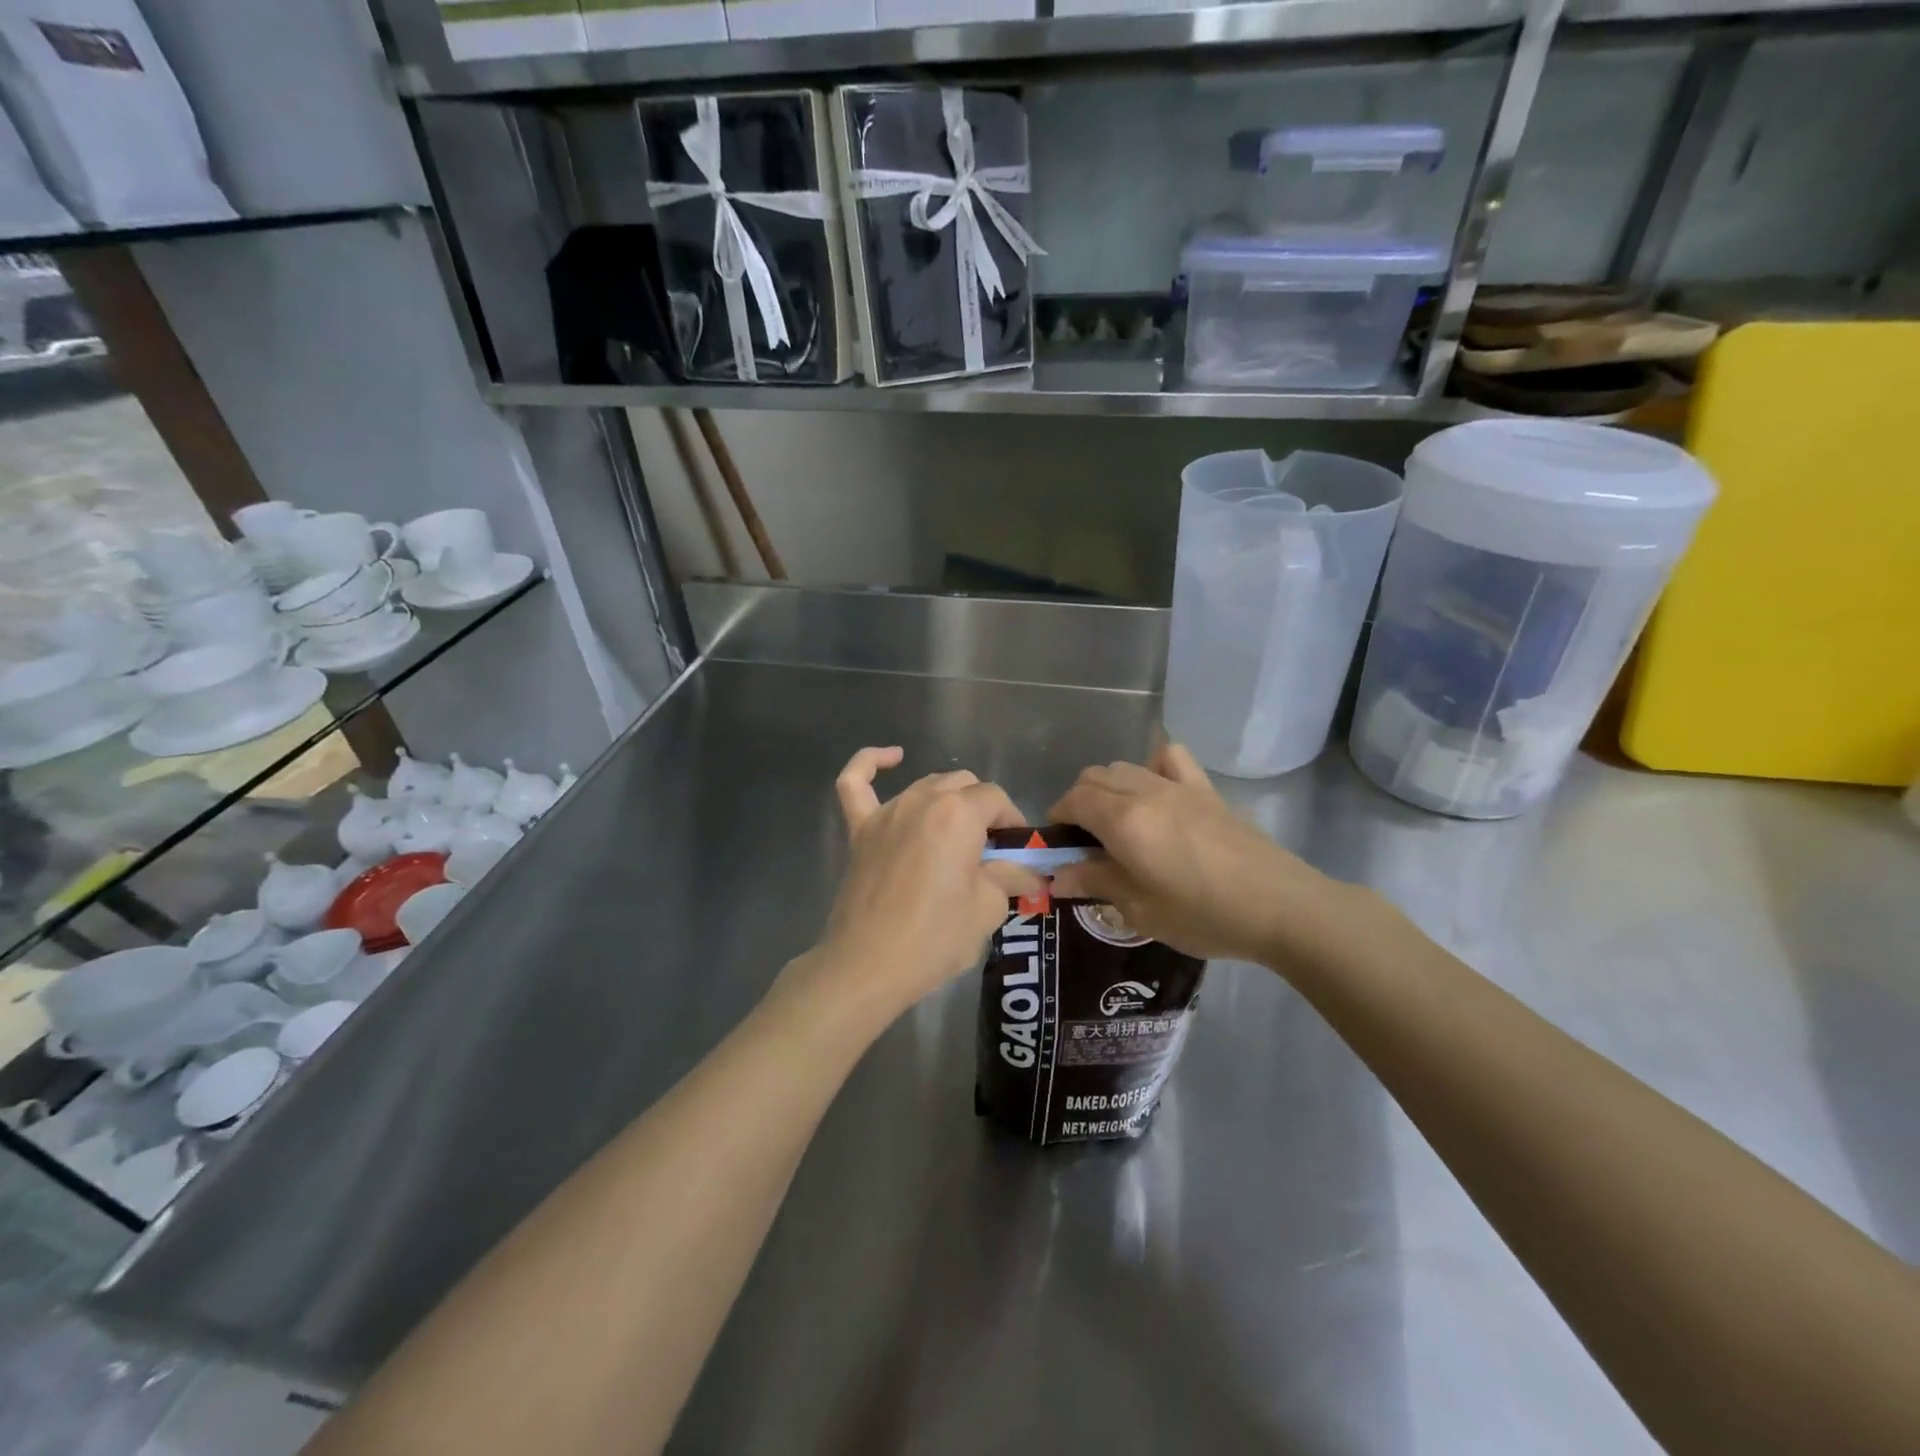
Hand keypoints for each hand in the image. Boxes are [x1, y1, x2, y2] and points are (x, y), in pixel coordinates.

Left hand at [784, 748, 1038, 1026]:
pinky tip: (891, 758)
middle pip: (963, 785)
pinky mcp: (860, 830)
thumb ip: (1009, 878)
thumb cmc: (935, 938)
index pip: (995, 798)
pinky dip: (870, 764)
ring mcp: (886, 812)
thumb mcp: (986, 909)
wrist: (868, 965)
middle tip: (989, 851)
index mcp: (958, 814)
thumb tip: (1030, 873)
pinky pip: (855, 783)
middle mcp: (922, 800)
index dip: (1012, 820)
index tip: (1017, 851)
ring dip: (948, 800)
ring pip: (926, 785)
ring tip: (957, 834)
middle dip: (983, 810)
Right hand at [1048, 743, 1346, 964]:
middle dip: (1079, 802)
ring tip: (1118, 823)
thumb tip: (1057, 877)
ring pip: (1125, 766)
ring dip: (1109, 787)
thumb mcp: (1140, 909)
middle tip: (1086, 842)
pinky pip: (1170, 758)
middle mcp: (1144, 792)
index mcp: (1123, 821)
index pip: (1073, 800)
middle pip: (1094, 777)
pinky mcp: (1206, 790)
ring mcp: (1178, 786)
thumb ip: (1095, 883)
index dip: (1058, 819)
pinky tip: (1158, 795)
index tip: (1060, 847)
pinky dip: (1152, 767)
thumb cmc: (1204, 915)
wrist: (1281, 907)